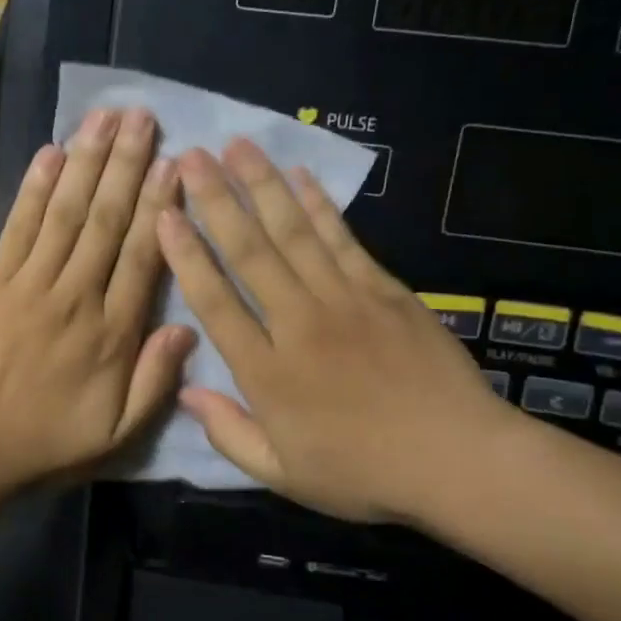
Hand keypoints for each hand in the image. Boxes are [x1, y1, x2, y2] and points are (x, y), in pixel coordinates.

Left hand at [0, 108, 196, 495]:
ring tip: (106, 117)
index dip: (161, 206)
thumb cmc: (46, 443)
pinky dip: (33, 188)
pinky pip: (19, 227)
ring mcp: (30, 285)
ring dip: (87, 161)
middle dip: (127, 164)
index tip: (175, 163)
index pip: (143, 256)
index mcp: (113, 334)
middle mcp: (76, 297)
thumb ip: (156, 380)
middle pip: (107, 221)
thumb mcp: (117, 433)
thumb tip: (189, 326)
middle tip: (143, 116)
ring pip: (66, 212)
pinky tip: (50, 152)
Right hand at [157, 139, 523, 526]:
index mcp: (267, 372)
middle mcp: (298, 324)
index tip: (163, 215)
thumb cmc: (362, 473)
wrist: (457, 459)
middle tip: (191, 157)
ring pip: (292, 233)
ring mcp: (344, 301)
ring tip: (236, 146)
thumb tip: (186, 392)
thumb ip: (229, 432)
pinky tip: (298, 175)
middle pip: (249, 253)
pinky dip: (318, 205)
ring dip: (261, 186)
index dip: (185, 256)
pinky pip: (342, 239)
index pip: (215, 302)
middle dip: (215, 201)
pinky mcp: (384, 290)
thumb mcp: (283, 473)